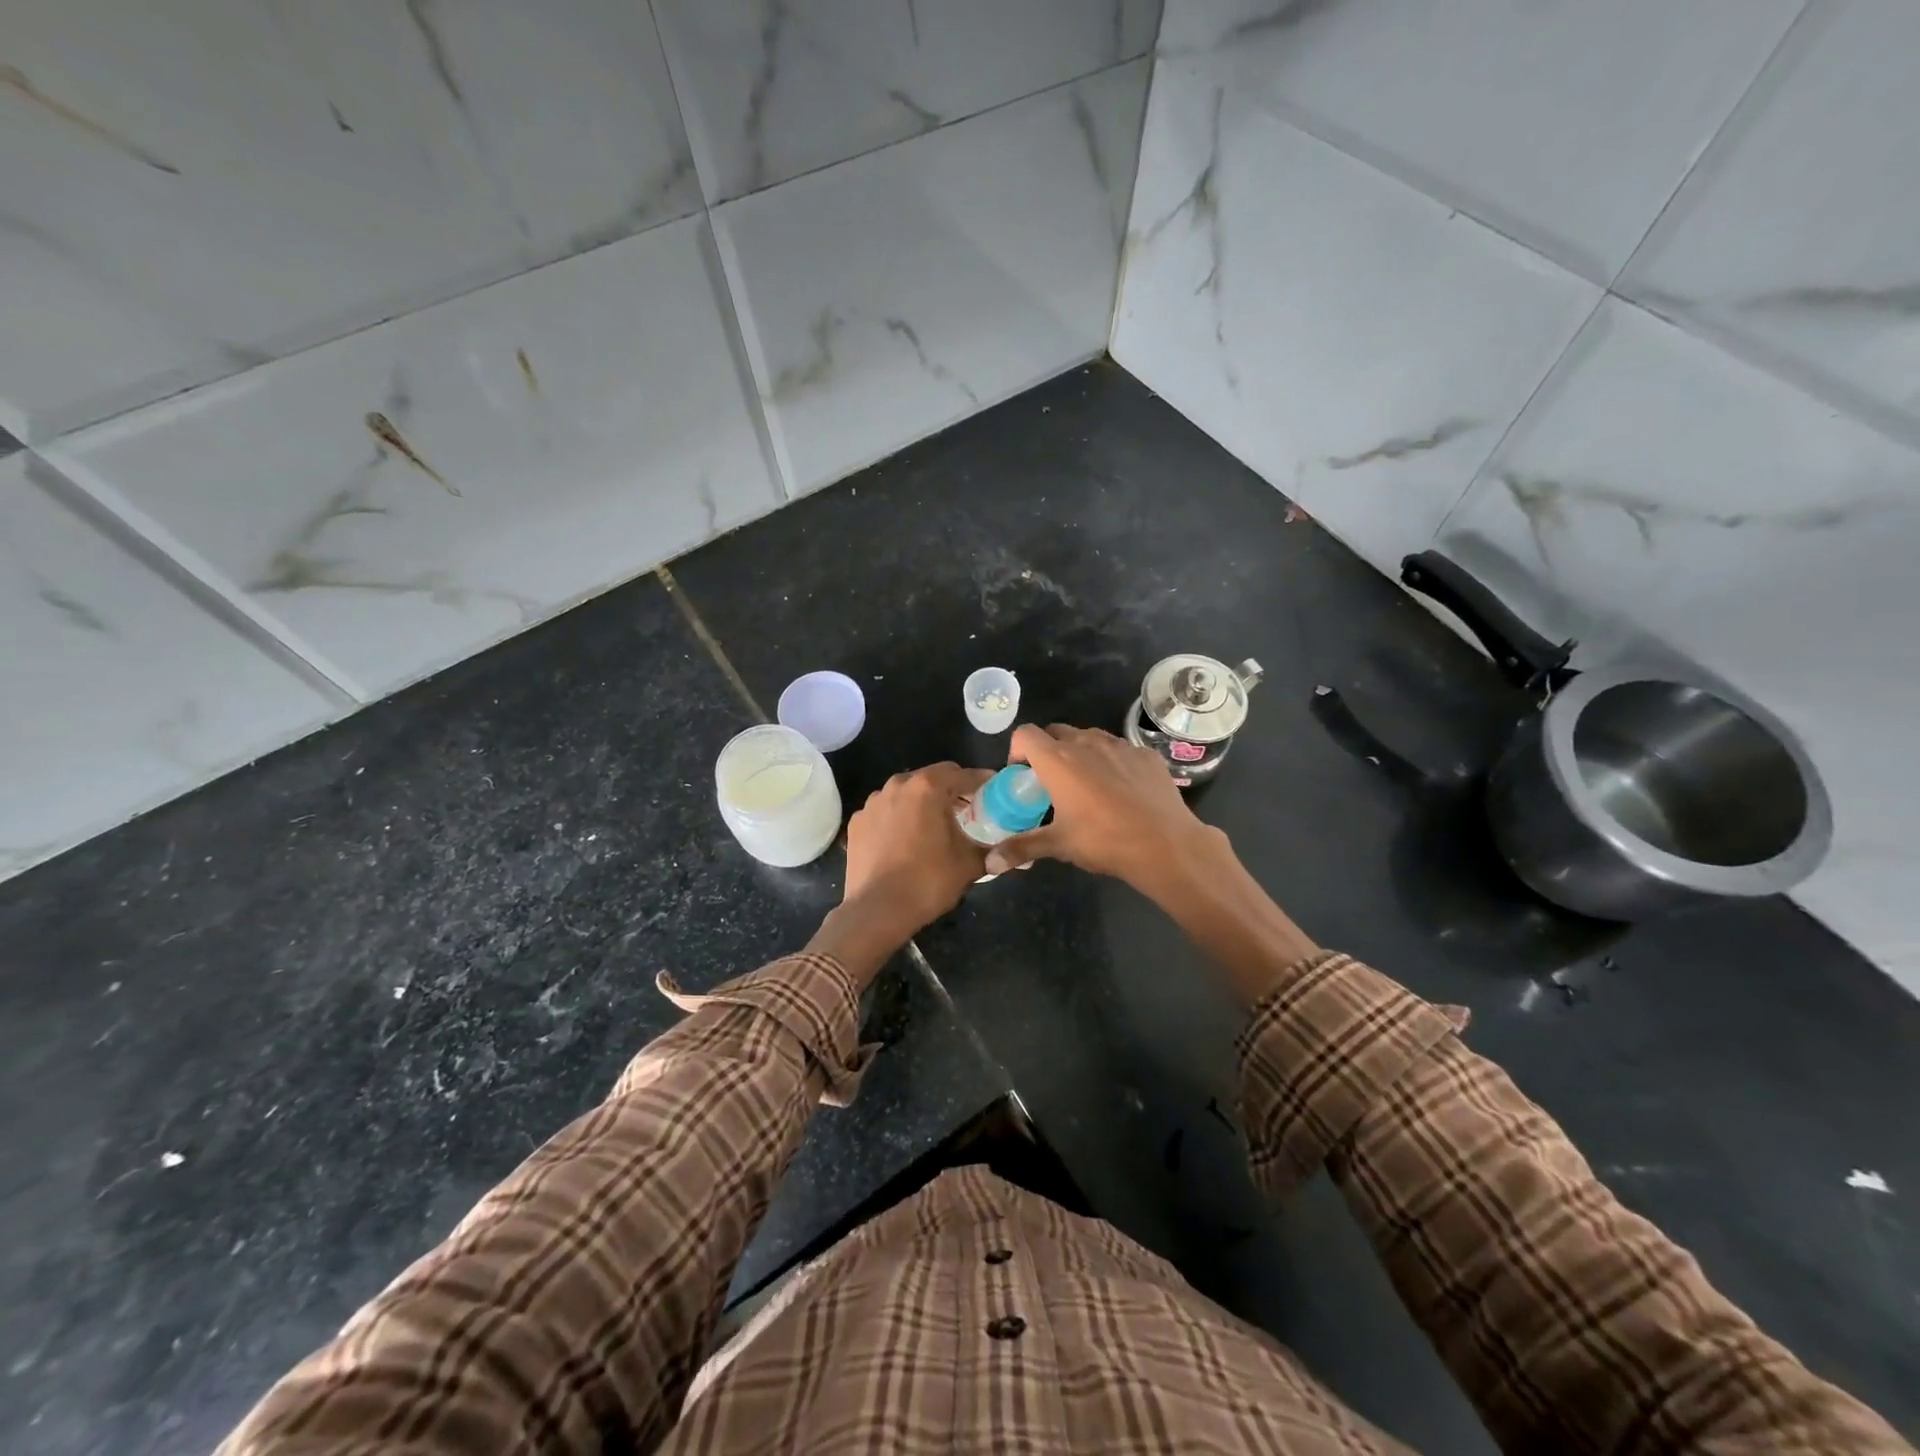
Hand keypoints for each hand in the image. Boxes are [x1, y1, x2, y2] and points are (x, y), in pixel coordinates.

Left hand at [842, 763, 992, 936]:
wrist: (876, 911)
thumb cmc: (928, 881)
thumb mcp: (969, 864)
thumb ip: (993, 850)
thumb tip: (1012, 852)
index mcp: (927, 787)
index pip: (963, 774)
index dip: (982, 783)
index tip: (995, 795)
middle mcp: (897, 785)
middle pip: (932, 779)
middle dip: (951, 791)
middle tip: (968, 812)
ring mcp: (872, 803)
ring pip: (906, 794)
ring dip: (922, 803)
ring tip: (934, 827)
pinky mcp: (857, 822)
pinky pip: (886, 812)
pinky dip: (898, 819)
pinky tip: (905, 842)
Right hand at [984, 725, 1220, 889]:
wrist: (1165, 844)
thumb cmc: (1103, 840)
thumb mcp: (1058, 845)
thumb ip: (1021, 848)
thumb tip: (989, 865)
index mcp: (1057, 760)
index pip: (1025, 734)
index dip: (1017, 750)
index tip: (1022, 776)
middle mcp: (1085, 743)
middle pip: (1055, 731)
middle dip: (1047, 750)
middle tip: (1051, 782)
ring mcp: (1119, 745)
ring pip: (1088, 736)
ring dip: (1079, 752)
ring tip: (1085, 783)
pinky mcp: (1145, 754)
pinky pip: (1119, 748)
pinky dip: (1110, 760)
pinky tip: (1120, 788)